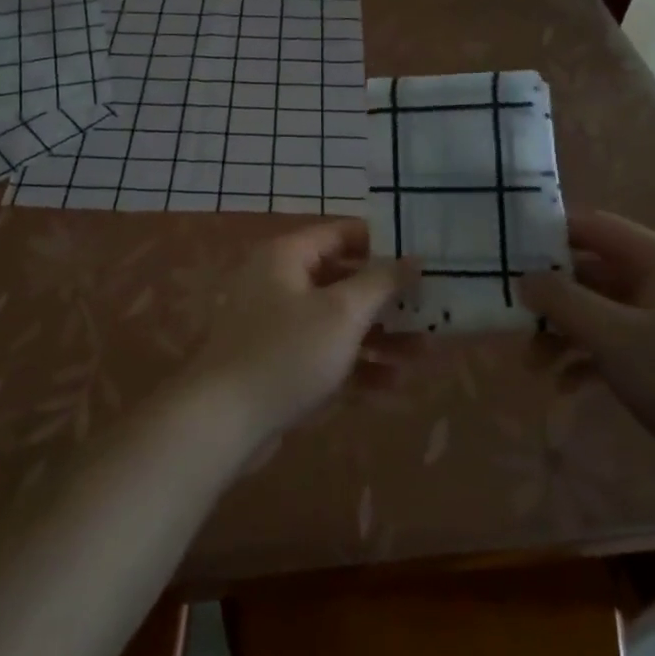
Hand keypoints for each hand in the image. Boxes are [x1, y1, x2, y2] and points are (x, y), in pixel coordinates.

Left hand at [188, 219, 417, 436]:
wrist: (223, 421)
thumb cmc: (287, 352)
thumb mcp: (342, 312)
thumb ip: (381, 281)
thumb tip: (413, 257)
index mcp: (287, 257)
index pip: (342, 235)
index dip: (383, 244)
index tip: (423, 258)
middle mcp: (281, 284)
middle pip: (344, 281)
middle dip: (389, 300)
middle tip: (431, 311)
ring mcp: (279, 327)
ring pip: (338, 323)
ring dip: (380, 338)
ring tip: (424, 355)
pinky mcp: (280, 365)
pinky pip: (326, 356)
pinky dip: (357, 367)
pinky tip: (393, 386)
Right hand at [518, 212, 654, 473]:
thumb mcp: (614, 337)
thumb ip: (563, 301)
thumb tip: (524, 278)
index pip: (590, 226)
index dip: (546, 235)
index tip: (504, 255)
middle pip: (590, 271)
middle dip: (549, 296)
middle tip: (510, 318)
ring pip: (599, 311)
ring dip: (563, 333)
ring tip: (532, 365)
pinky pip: (615, 344)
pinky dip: (587, 359)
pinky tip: (565, 386)